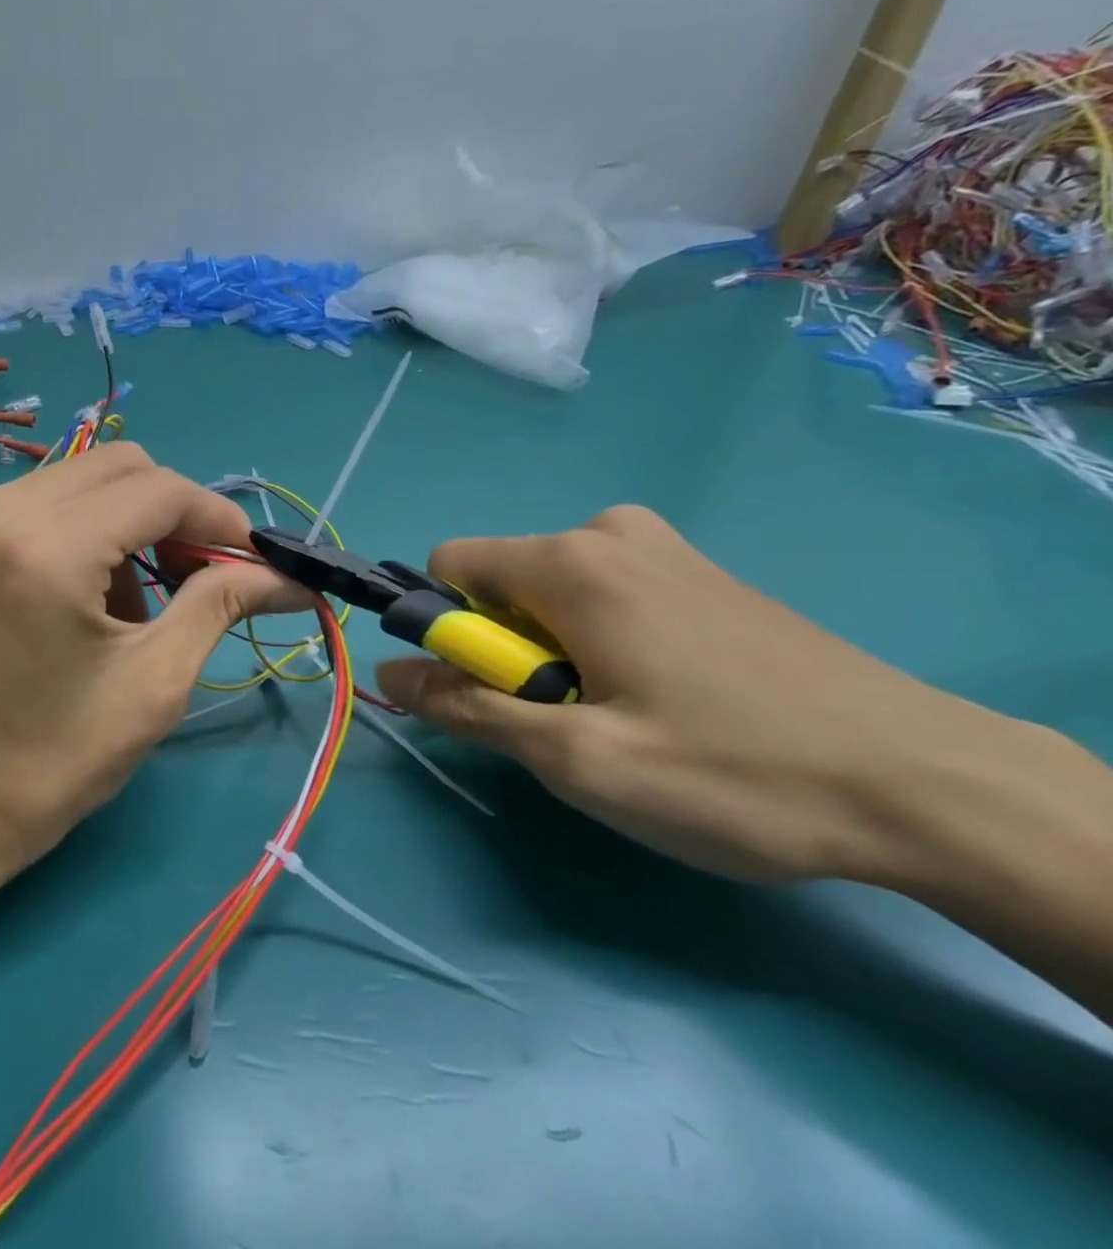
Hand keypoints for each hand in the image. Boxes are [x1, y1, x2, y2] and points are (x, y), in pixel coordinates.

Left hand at [0, 443, 302, 881]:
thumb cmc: (45, 766)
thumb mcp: (151, 686)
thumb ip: (220, 606)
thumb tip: (289, 577)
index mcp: (43, 548)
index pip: (158, 490)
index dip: (218, 518)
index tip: (253, 561)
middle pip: (120, 468)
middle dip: (175, 515)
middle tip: (203, 578)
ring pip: (82, 481)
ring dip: (129, 527)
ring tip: (136, 609)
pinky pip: (44, 504)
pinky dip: (85, 534)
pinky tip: (86, 601)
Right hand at [375, 505, 1034, 883]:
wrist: (930, 785)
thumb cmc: (732, 772)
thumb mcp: (576, 757)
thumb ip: (467, 708)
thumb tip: (386, 674)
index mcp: (569, 559)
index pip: (448, 565)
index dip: (445, 632)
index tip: (492, 694)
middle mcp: (610, 532)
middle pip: (502, 582)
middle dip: (508, 650)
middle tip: (573, 721)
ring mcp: (665, 549)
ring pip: (553, 593)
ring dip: (556, 652)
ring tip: (626, 716)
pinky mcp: (703, 575)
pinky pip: (607, 596)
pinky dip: (604, 642)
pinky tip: (670, 699)